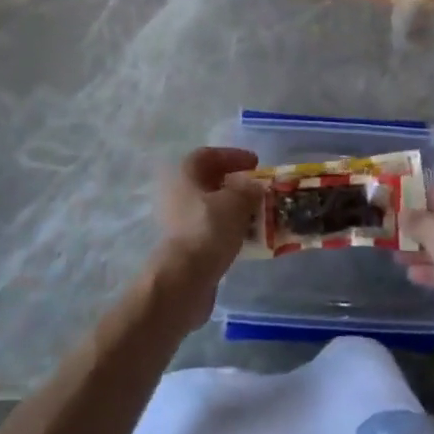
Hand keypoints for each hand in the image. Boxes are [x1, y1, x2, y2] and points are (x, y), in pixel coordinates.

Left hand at [147, 147, 261, 332]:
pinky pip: (210, 229)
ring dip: (233, 208)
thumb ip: (249, 189)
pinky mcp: (184, 245)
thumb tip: (254, 187)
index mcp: (185, 173)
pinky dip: (228, 228)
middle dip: (235, 184)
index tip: (256, 163)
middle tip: (256, 189)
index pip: (209, 154)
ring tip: (257, 214)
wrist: (184, 279)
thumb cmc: (209, 229)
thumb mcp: (238, 201)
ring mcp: (178, 220)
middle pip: (209, 181)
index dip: (233, 156)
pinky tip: (245, 236)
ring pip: (211, 207)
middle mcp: (177, 192)